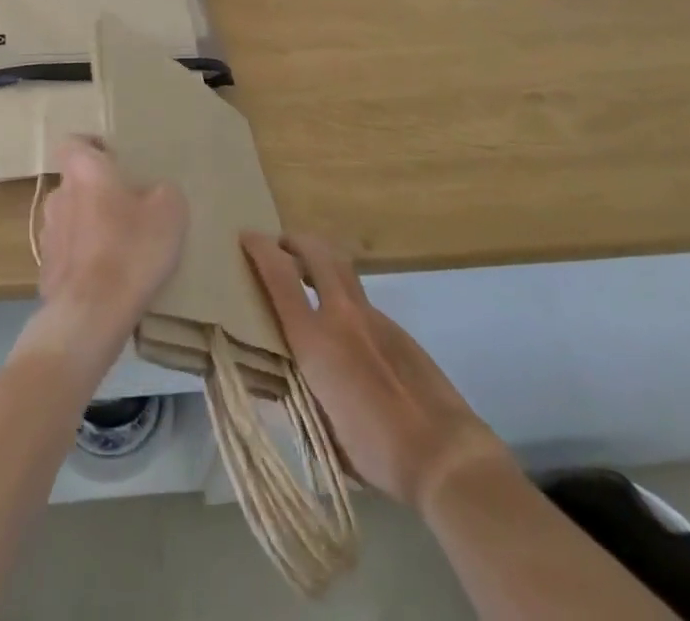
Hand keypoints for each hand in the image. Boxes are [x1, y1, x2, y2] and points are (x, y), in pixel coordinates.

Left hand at [17, 137, 185, 373]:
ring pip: (70, 218)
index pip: (73, 143)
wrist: (91, 315)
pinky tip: (106, 277)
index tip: (115, 160)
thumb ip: (163, 191)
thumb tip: (156, 192)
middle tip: (129, 208)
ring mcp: (48, 234)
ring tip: (119, 246)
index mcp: (83, 170)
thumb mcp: (169, 212)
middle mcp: (58, 195)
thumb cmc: (131, 249)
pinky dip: (83, 259)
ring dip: (89, 226)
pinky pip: (68, 254)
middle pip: (76, 183)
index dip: (92, 148)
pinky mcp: (46, 271)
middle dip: (97, 192)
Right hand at [243, 232, 507, 508]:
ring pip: (342, 269)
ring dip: (321, 261)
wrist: (443, 453)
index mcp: (315, 339)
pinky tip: (348, 331)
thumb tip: (280, 378)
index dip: (260, 249)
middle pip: (317, 252)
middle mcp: (342, 315)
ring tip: (309, 276)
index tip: (246, 236)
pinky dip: (344, 297)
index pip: (279, 275)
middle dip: (294, 240)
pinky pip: (362, 299)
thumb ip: (297, 392)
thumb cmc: (374, 450)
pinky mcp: (398, 329)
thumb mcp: (320, 428)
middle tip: (281, 245)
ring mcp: (374, 317)